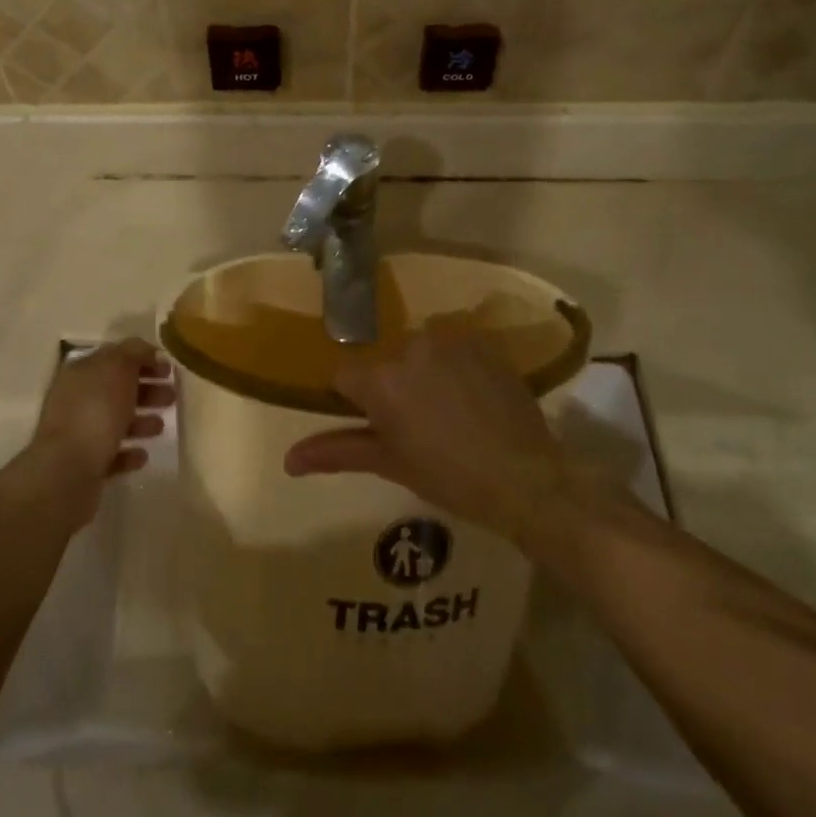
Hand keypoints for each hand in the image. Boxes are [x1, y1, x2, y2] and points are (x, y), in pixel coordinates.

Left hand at [28, 339, 171, 521]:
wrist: (66, 471)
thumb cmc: (95, 411)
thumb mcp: (117, 368)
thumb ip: (134, 353)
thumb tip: (147, 351)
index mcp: (81, 372)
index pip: (115, 357)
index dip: (143, 359)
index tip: (169, 368)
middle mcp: (76, 399)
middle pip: (117, 389)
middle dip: (147, 390)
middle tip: (172, 396)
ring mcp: (78, 433)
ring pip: (115, 421)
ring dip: (141, 421)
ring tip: (161, 427)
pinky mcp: (84, 465)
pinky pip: (111, 454)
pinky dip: (129, 452)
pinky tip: (142, 455)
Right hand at [284, 322, 572, 536]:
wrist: (527, 478)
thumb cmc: (450, 477)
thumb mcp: (390, 464)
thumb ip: (336, 452)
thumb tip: (288, 459)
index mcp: (381, 380)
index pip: (344, 376)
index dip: (355, 401)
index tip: (376, 424)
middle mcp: (410, 346)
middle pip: (386, 362)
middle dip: (394, 387)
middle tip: (420, 425)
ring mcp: (451, 338)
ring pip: (420, 350)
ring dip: (425, 371)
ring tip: (452, 410)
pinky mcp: (483, 340)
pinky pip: (455, 344)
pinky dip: (458, 363)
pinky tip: (475, 395)